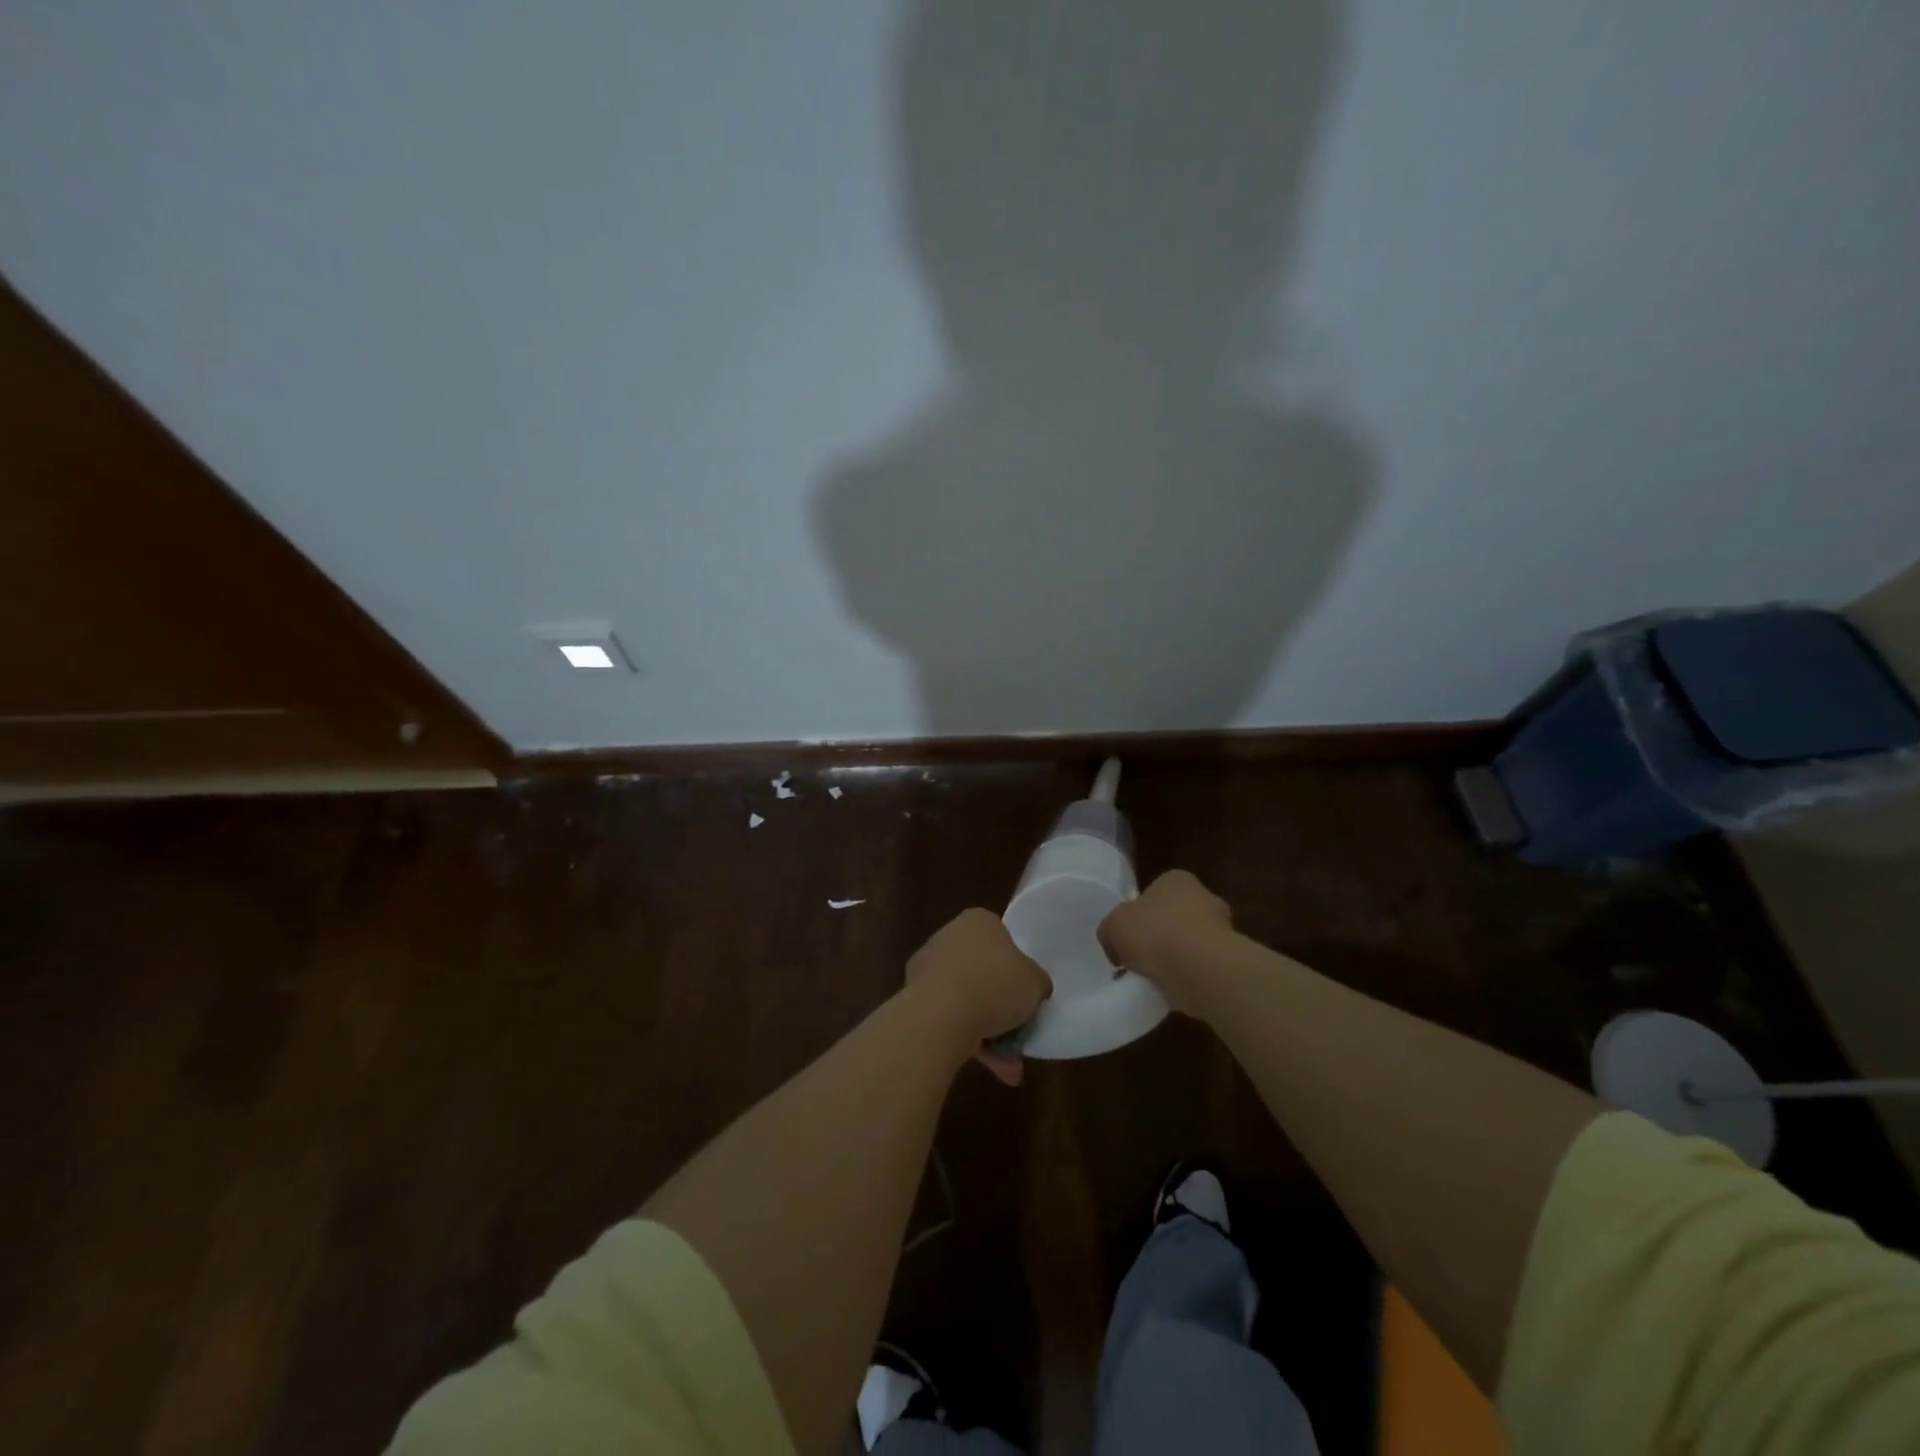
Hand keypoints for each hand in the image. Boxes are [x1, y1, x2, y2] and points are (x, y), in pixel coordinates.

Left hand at [906, 908, 1050, 1085]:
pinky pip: (949, 1017)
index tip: (1026, 992)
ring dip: (988, 1031)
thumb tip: (1034, 988)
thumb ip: (1036, 982)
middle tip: (1019, 1033)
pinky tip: (989, 1067)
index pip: (1001, 938)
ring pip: (966, 999)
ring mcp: (928, 967)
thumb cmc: (995, 984)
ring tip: (1009, 1066)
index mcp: (978, 921)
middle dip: (1001, 1007)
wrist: (941, 1013)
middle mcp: (949, 936)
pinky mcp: (914, 997)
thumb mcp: (1035, 982)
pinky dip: (967, 1039)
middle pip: (983, 971)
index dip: (1016, 967)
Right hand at [1098, 869, 1234, 1016]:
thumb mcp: (1113, 926)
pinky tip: (1175, 990)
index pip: (1155, 892)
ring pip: (1191, 943)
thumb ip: (1110, 930)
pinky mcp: (1231, 961)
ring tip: (1156, 979)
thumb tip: (1116, 945)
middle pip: (1175, 917)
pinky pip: (1202, 967)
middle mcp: (1205, 897)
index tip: (1128, 936)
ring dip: (1177, 958)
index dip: (1139, 913)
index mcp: (1177, 880)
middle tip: (1141, 958)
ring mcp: (1224, 929)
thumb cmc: (1156, 934)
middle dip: (1161, 935)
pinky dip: (1189, 977)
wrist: (1203, 971)